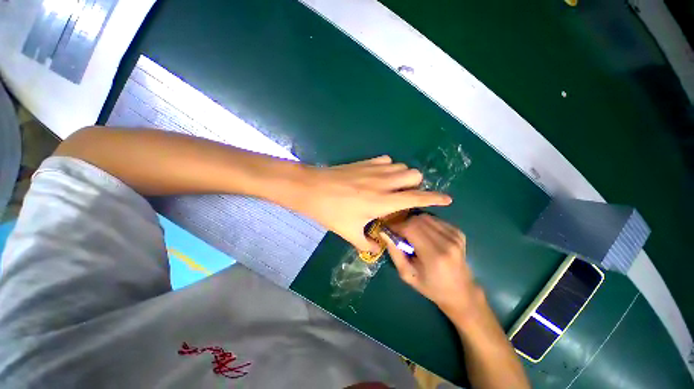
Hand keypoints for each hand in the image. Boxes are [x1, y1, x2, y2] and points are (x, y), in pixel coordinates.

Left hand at [296, 156, 451, 251]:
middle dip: (416, 185)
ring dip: (403, 176)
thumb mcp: (349, 232)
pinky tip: (380, 176)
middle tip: (406, 197)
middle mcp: (383, 182)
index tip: (447, 199)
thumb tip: (377, 249)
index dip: (435, 198)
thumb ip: (367, 244)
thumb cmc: (331, 211)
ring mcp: (374, 169)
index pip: (417, 197)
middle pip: (414, 175)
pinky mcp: (365, 162)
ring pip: (401, 166)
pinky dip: (389, 168)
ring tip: (393, 187)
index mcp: (383, 201)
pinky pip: (386, 160)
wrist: (311, 188)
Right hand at [383, 214, 479, 316]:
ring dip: (414, 222)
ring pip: (426, 217)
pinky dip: (425, 224)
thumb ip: (395, 252)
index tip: (389, 230)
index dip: (397, 226)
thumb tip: (383, 232)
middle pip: (418, 219)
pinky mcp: (458, 232)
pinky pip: (434, 220)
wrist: (461, 292)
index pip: (410, 228)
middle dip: (404, 223)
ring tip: (411, 234)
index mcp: (434, 255)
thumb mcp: (407, 275)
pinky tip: (424, 235)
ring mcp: (455, 235)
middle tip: (399, 233)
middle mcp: (447, 242)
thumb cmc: (431, 287)